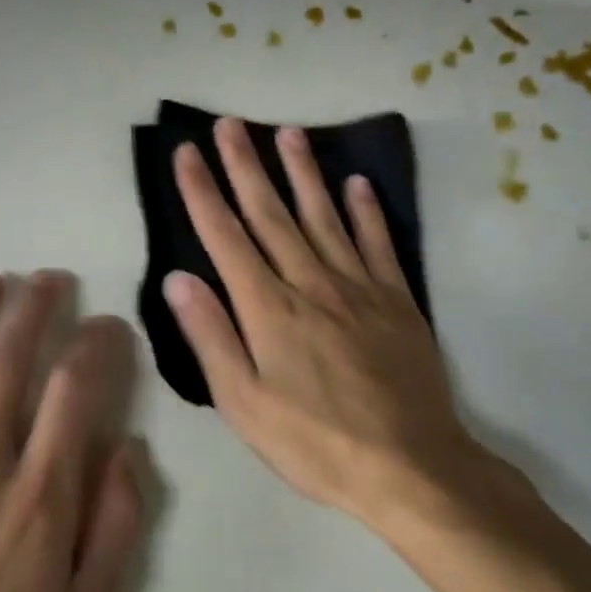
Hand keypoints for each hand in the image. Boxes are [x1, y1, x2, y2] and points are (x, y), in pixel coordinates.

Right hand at [165, 118, 518, 532]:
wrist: (411, 467)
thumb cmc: (315, 442)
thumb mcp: (244, 404)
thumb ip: (211, 337)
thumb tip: (179, 279)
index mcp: (269, 309)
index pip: (226, 237)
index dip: (203, 192)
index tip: (187, 153)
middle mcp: (311, 284)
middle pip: (271, 214)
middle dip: (246, 166)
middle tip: (229, 124)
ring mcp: (360, 288)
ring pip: (324, 217)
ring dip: (303, 172)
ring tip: (287, 132)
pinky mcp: (397, 302)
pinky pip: (378, 244)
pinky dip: (367, 211)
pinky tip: (357, 184)